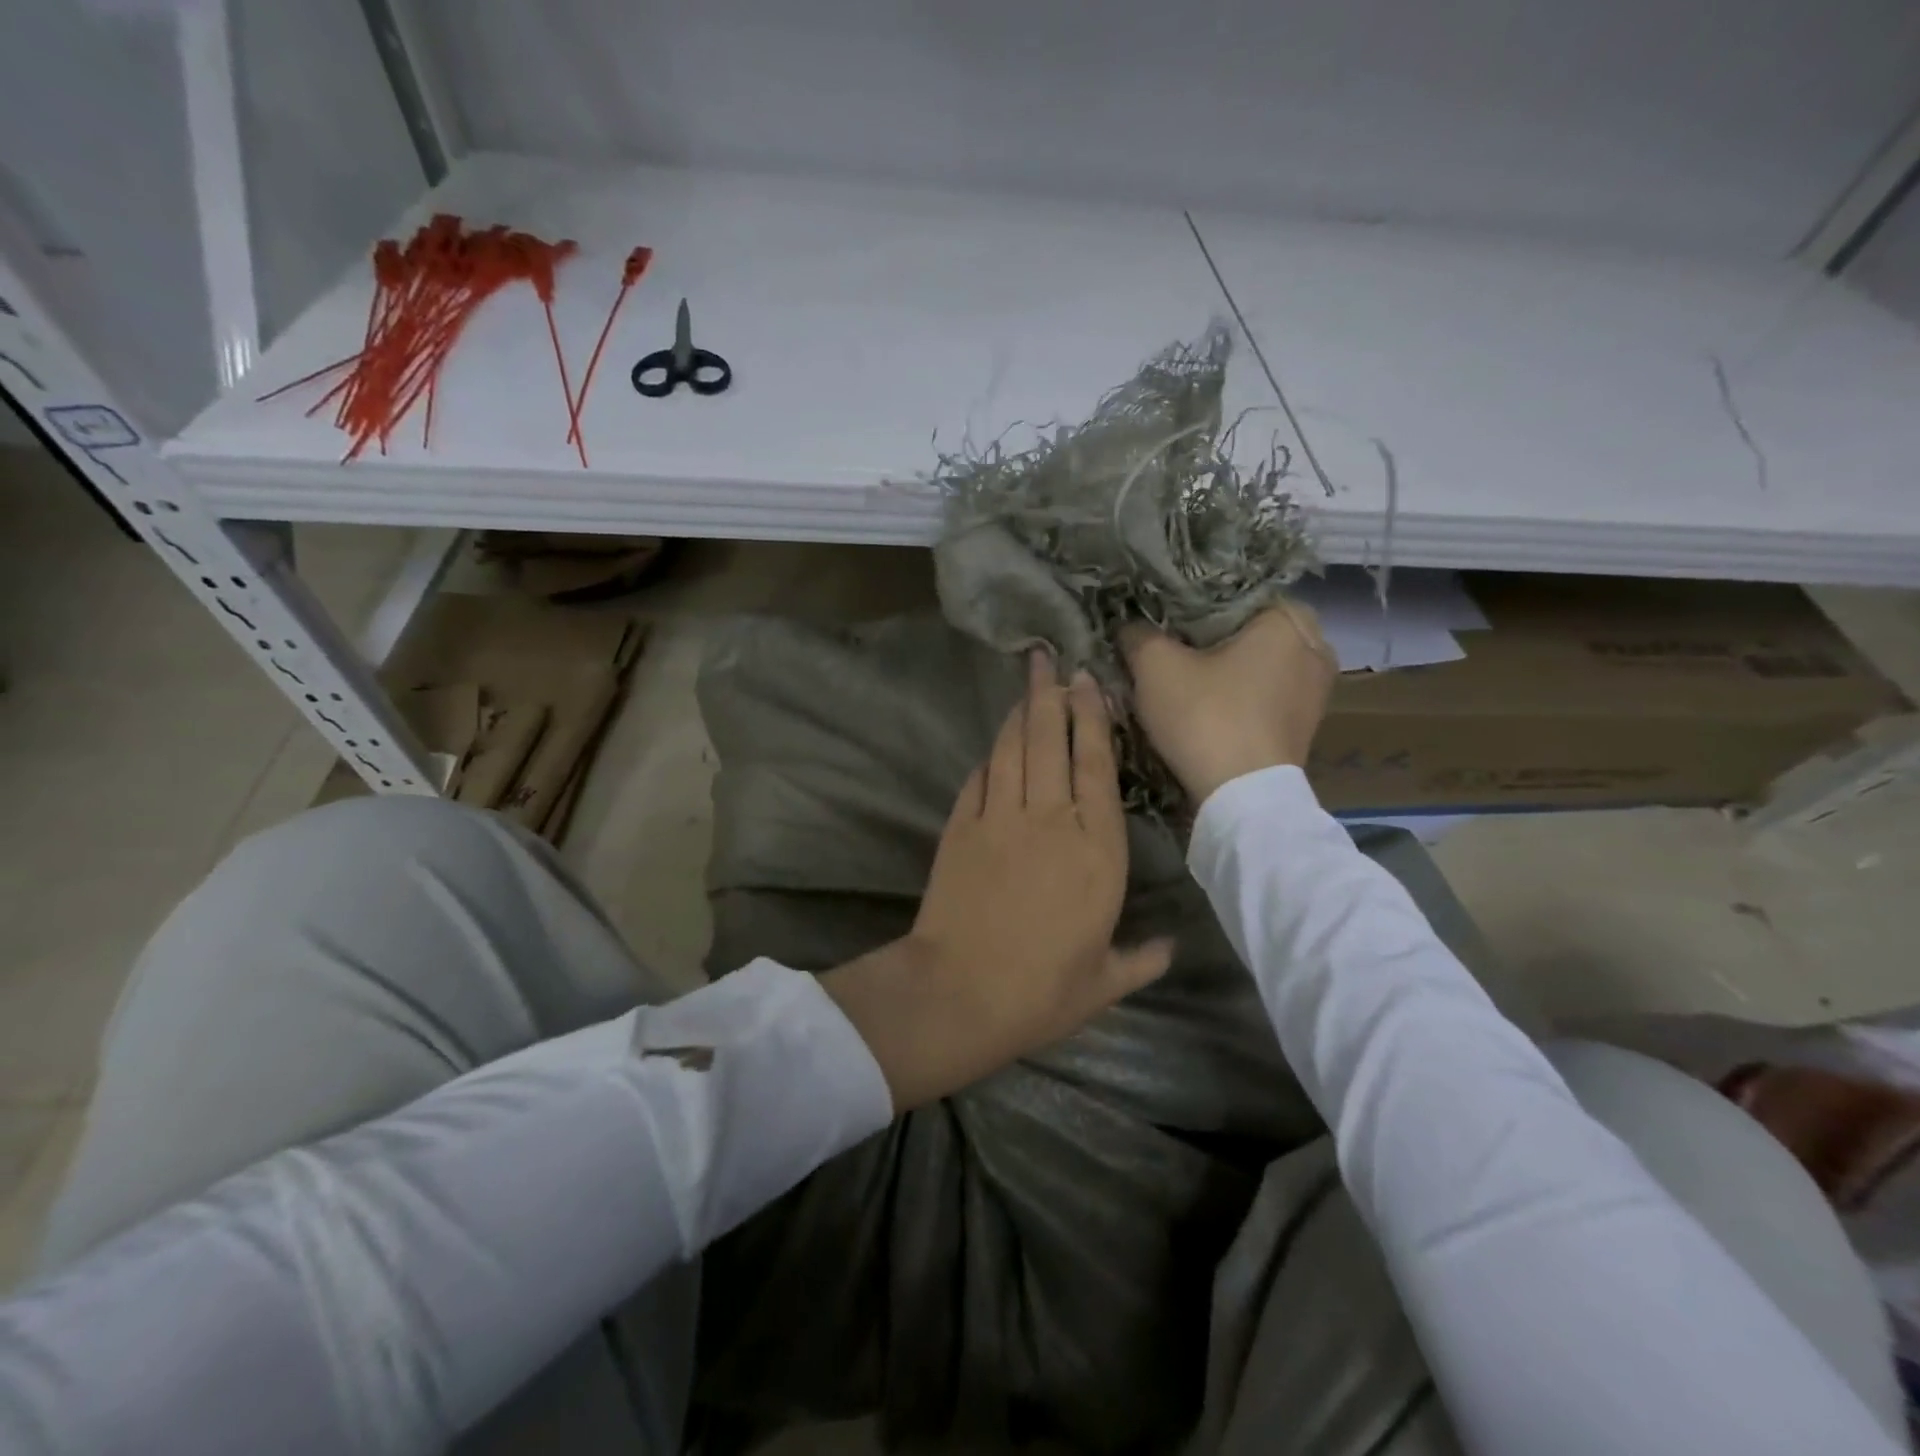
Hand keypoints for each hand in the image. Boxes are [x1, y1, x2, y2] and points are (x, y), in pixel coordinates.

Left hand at [822, 651, 1173, 1110]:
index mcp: (1097, 850)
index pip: (1098, 767)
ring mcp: (1000, 819)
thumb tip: (1172, 949)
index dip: (1093, 719)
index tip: (1088, 684)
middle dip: (1051, 696)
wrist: (960, 992)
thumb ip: (1141, 959)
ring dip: (1020, 715)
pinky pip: (978, 780)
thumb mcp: (1104, 983)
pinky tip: (994, 749)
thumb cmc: (1042, 991)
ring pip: (1012, 750)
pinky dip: (988, 759)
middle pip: (1051, 741)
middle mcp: (1051, 820)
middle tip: (1048, 660)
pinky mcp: (960, 828)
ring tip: (1026, 687)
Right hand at [1120, 602, 1336, 806]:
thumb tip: (1129, 626)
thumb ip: (1138, 634)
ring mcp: (1317, 687)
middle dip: (1209, 635)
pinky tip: (1209, 701)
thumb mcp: (1155, 667)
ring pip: (1258, 660)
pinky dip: (1240, 690)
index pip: (1231, 590)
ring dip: (1225, 665)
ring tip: (1184, 672)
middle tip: (1168, 644)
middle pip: (1246, 626)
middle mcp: (1315, 645)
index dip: (1189, 601)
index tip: (1159, 616)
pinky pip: (1266, 689)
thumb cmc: (1206, 718)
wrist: (1242, 800)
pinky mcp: (1306, 722)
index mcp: (1287, 618)